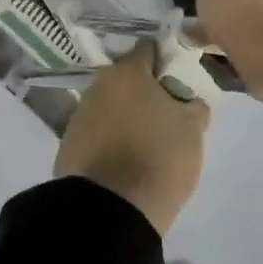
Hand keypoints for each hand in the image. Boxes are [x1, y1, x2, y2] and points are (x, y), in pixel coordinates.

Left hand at [54, 43, 210, 235]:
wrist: (108, 213)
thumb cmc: (156, 159)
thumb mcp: (192, 131)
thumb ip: (194, 106)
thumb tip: (189, 100)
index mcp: (127, 71)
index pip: (149, 51)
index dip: (166, 62)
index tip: (180, 82)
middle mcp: (98, 84)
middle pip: (127, 80)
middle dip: (145, 92)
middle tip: (167, 116)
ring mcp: (79, 115)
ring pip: (111, 106)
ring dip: (126, 117)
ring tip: (147, 144)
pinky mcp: (68, 145)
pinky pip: (97, 133)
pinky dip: (111, 140)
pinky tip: (125, 162)